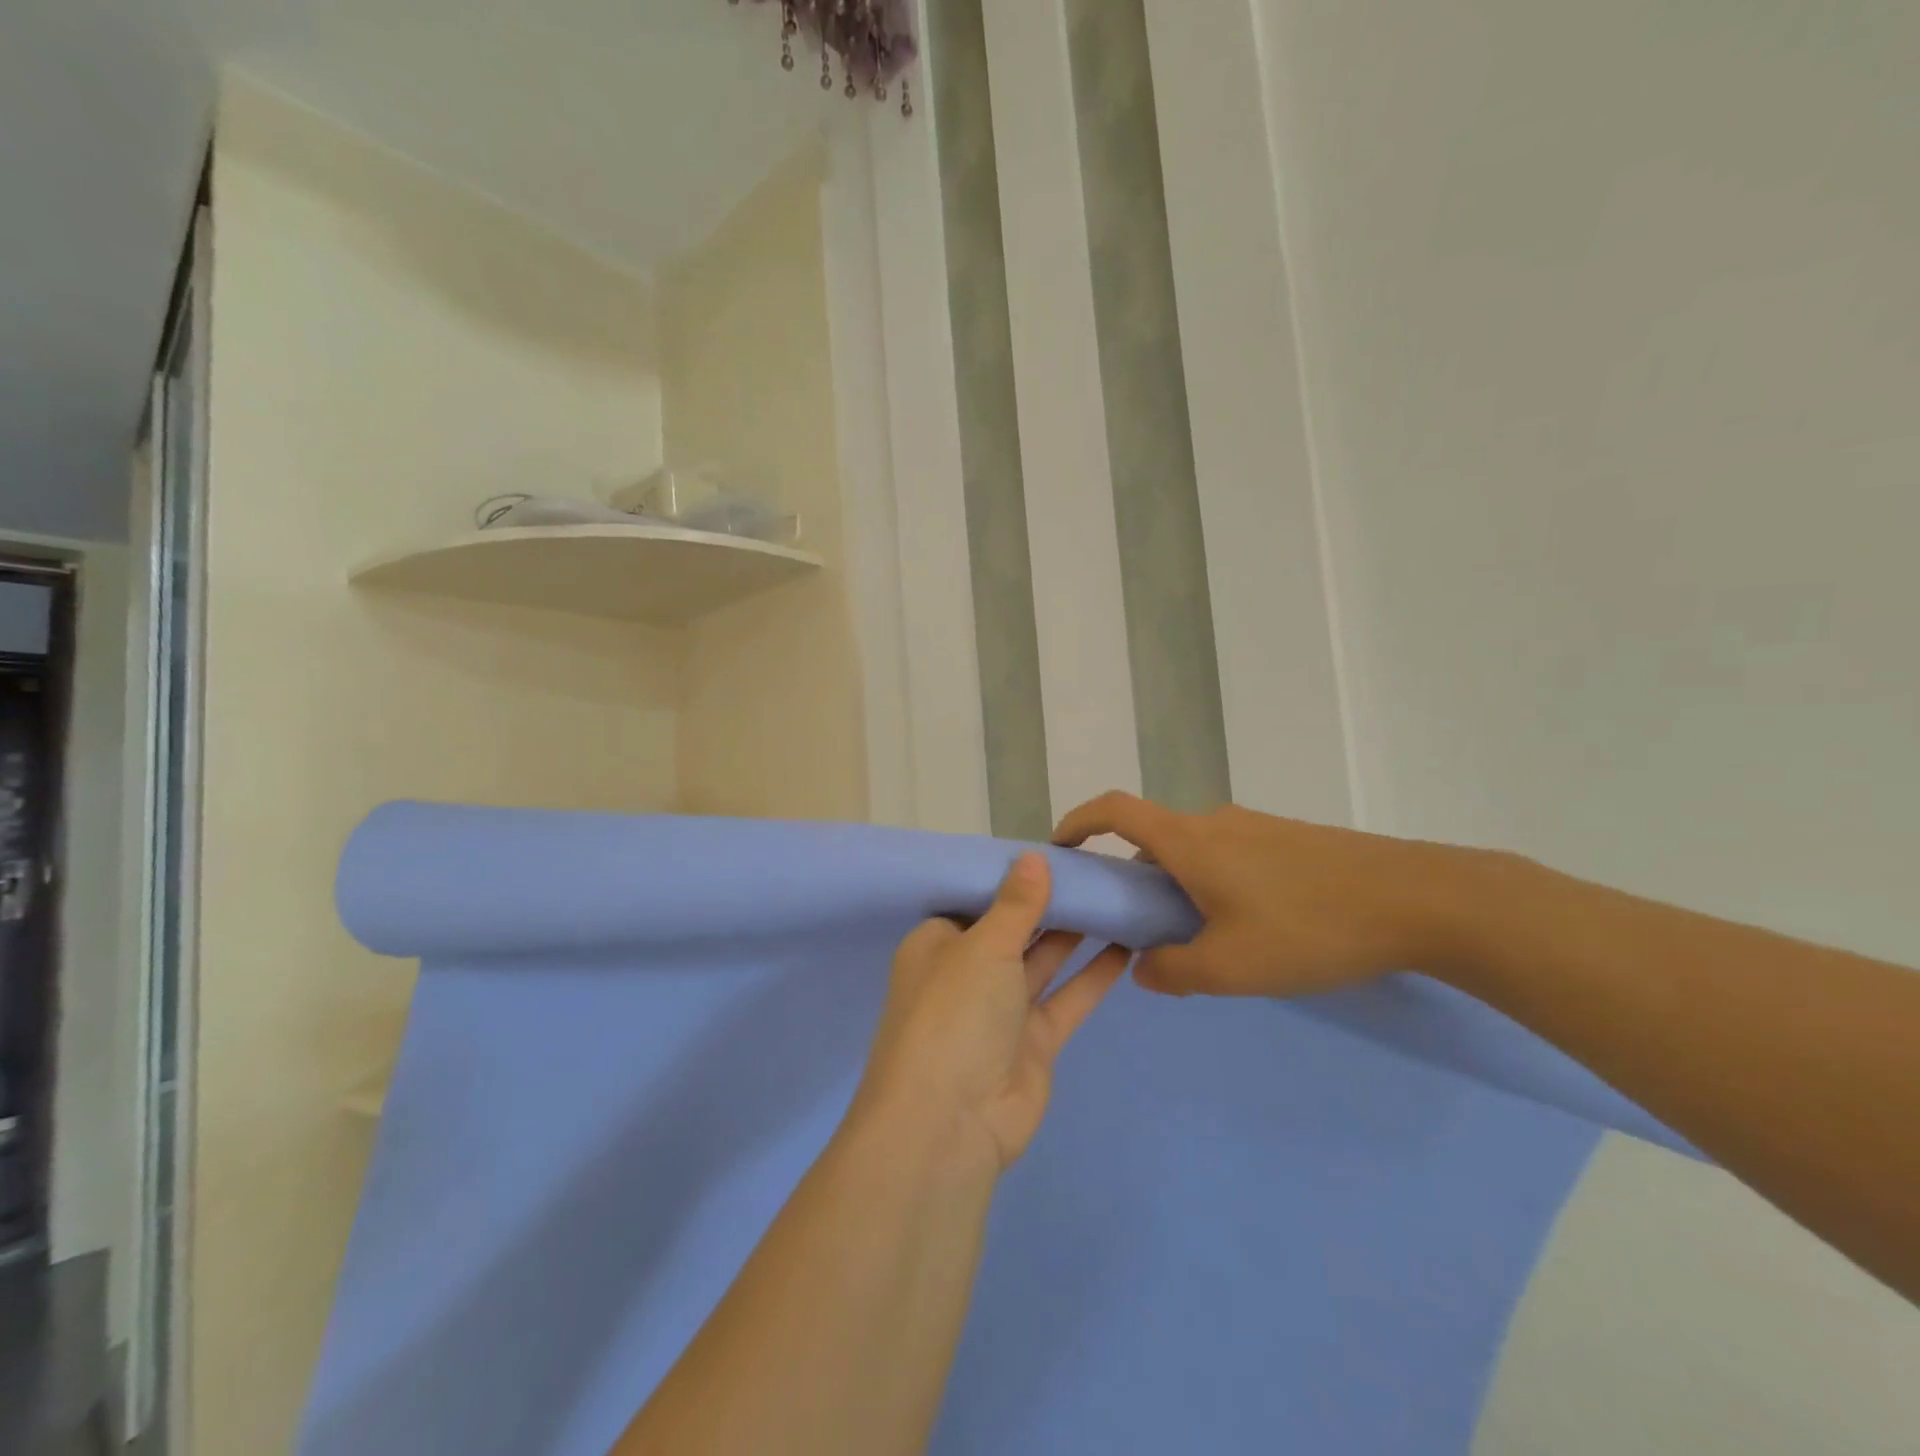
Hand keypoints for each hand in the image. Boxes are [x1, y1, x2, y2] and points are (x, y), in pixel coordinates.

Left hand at [852, 854, 1130, 1172]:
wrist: (951, 1124)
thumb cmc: (954, 1014)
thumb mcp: (983, 947)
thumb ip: (1016, 904)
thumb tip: (1034, 856)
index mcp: (938, 943)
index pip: (976, 899)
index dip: (1012, 877)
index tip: (1052, 851)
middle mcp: (967, 972)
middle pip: (1013, 928)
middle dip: (1049, 903)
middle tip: (1096, 868)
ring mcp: (1001, 1009)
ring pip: (1043, 961)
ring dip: (1075, 933)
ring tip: (1115, 896)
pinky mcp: (1034, 1042)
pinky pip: (1067, 998)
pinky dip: (1093, 974)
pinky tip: (1126, 944)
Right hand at [1053, 792, 1481, 998]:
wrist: (1419, 900)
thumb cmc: (1310, 929)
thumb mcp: (1231, 966)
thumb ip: (1174, 971)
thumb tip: (1144, 968)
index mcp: (1189, 842)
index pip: (1114, 810)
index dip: (1078, 821)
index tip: (1060, 847)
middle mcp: (1216, 823)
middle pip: (1154, 834)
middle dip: (1133, 872)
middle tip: (1135, 921)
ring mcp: (1257, 828)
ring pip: (1196, 848)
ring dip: (1178, 881)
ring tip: (1197, 934)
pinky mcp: (1292, 839)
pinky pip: (1232, 854)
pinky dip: (1215, 881)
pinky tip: (1250, 926)